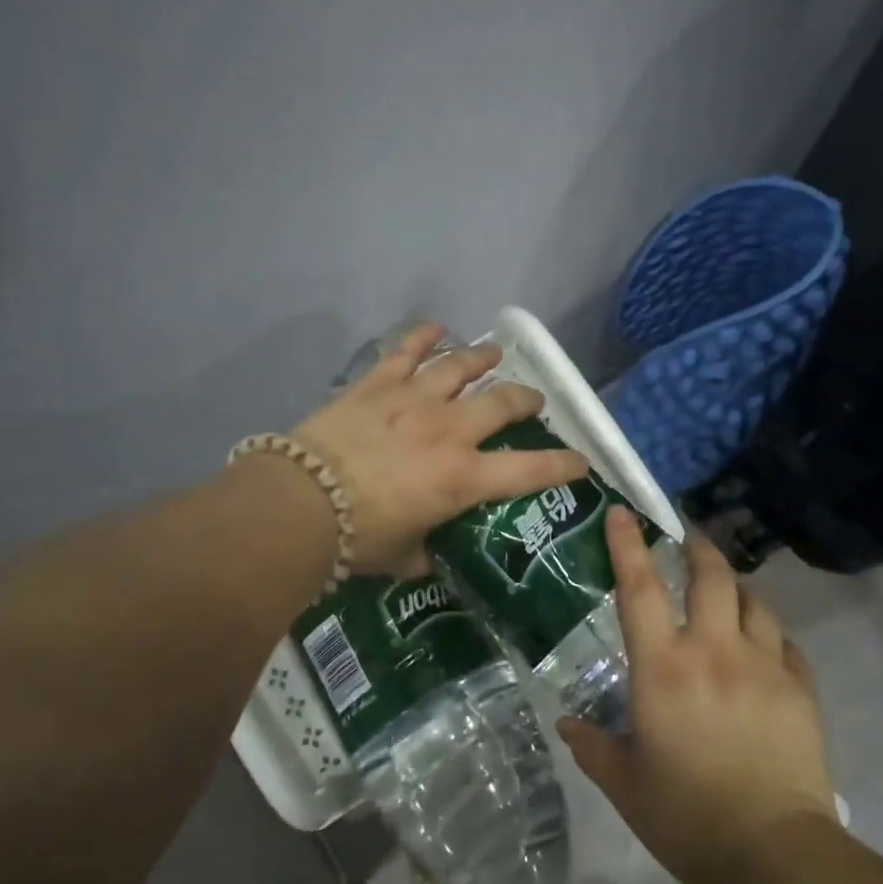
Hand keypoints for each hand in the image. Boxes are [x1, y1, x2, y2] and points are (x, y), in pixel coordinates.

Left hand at [291, 321, 589, 574]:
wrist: (301, 502)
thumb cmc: (358, 538)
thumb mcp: (403, 557)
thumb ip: (425, 552)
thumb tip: (430, 555)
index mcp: (463, 478)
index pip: (531, 470)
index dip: (563, 465)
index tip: (581, 462)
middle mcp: (450, 431)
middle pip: (503, 402)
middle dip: (525, 399)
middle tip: (532, 400)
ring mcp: (414, 400)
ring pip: (460, 366)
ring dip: (482, 358)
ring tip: (494, 353)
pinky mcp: (378, 383)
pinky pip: (405, 350)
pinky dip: (422, 336)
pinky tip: (435, 326)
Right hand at [557, 509, 837, 883]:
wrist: (772, 855)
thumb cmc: (684, 817)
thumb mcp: (624, 783)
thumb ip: (592, 746)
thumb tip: (568, 724)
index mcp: (663, 668)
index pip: (639, 589)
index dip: (628, 545)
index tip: (622, 512)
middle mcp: (713, 652)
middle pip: (710, 577)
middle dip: (697, 549)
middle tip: (687, 540)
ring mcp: (763, 667)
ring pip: (754, 603)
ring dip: (736, 589)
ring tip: (727, 592)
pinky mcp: (800, 690)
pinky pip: (785, 645)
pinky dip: (770, 636)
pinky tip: (765, 648)